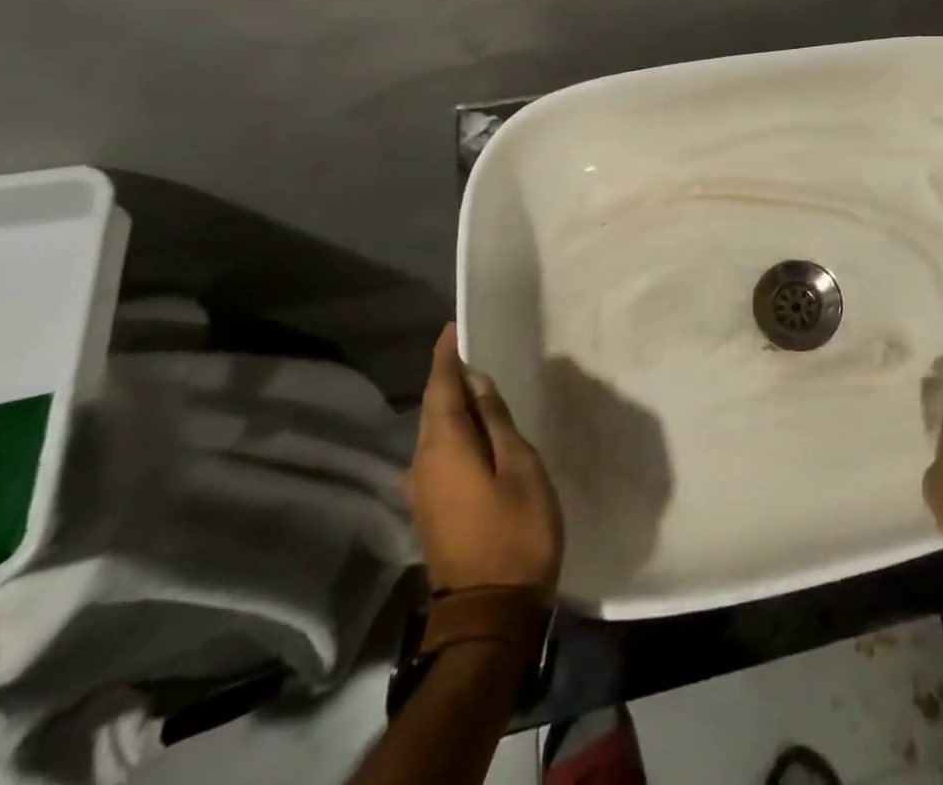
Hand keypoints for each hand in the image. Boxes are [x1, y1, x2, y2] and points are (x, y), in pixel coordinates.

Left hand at [409, 325, 563, 598]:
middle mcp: (422, 465)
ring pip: (434, 433)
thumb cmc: (516, 531)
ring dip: (453, 405)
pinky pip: (439, 454)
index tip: (454, 328)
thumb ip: (496, 422)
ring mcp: (423, 492)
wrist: (490, 613)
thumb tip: (477, 383)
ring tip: (480, 384)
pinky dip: (454, 431)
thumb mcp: (520, 466)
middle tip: (475, 350)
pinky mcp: (432, 510)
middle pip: (433, 409)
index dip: (446, 357)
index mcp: (444, 448)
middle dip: (449, 378)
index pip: (440, 388)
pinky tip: (477, 430)